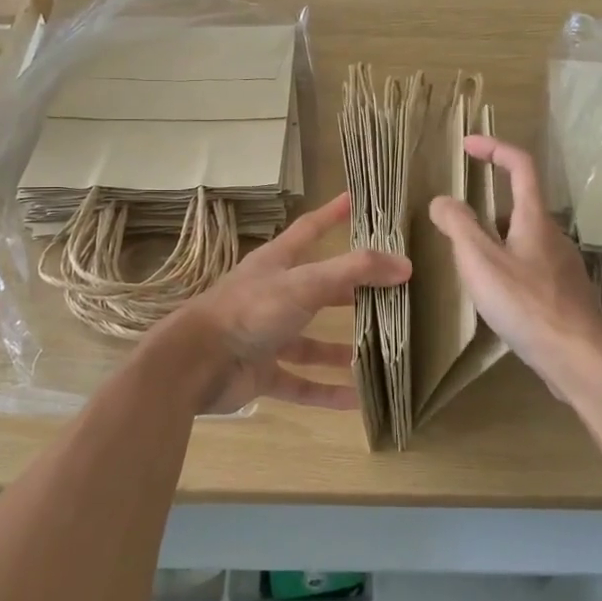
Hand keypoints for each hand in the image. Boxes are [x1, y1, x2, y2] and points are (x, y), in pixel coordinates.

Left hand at [179, 193, 407, 413]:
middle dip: (349, 291)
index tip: (355, 200)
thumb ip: (355, 271)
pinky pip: (300, 382)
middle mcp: (273, 296)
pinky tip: (356, 401)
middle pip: (318, 288)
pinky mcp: (262, 372)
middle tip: (388, 292)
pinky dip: (325, 391)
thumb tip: (405, 264)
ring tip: (377, 353)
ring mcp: (266, 336)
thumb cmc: (251, 310)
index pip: (309, 229)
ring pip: (310, 342)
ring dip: (339, 349)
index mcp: (277, 264)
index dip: (332, 214)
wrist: (196, 364)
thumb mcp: (306, 283)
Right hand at [427, 135, 601, 400]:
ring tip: (466, 260)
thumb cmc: (527, 305)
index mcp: (534, 219)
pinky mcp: (563, 294)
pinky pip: (530, 266)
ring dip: (495, 238)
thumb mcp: (481, 262)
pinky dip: (507, 265)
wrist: (579, 359)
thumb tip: (441, 200)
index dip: (494, 148)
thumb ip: (458, 226)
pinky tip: (494, 294)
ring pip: (524, 238)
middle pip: (521, 204)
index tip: (467, 145)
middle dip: (487, 202)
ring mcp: (562, 266)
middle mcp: (553, 235)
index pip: (521, 165)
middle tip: (455, 218)